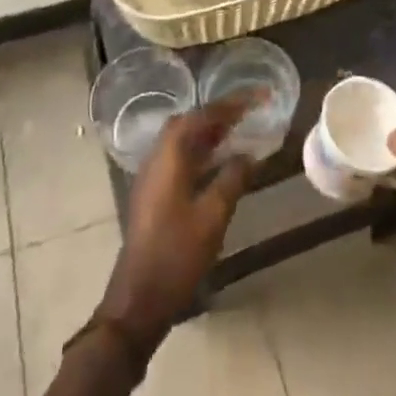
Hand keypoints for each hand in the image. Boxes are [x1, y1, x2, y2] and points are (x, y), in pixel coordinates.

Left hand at [97, 97, 252, 349]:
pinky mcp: (153, 195)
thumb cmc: (176, 255)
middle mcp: (156, 159)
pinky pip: (179, 158)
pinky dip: (200, 151)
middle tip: (247, 111)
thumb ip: (232, 179)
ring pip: (182, 141)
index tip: (257, 96)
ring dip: (209, 131)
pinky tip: (219, 162)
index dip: (230, 104)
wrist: (138, 299)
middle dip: (218, 113)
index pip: (201, 116)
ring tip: (239, 129)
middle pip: (188, 123)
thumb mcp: (213, 217)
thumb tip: (249, 155)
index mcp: (169, 157)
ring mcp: (151, 177)